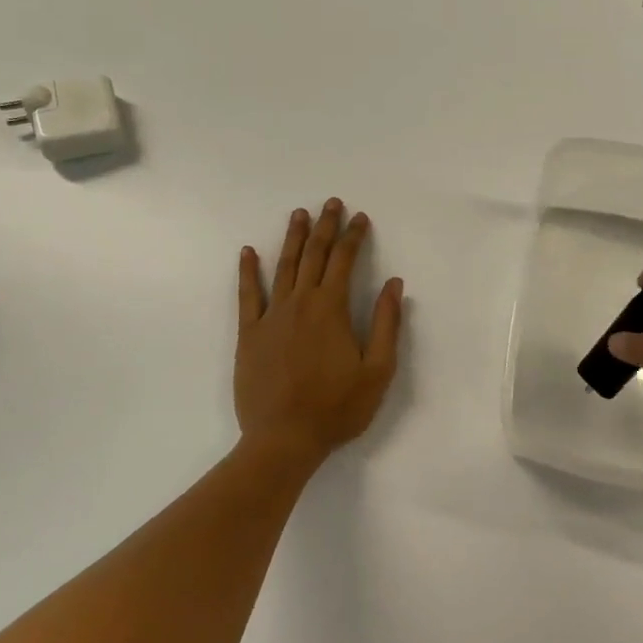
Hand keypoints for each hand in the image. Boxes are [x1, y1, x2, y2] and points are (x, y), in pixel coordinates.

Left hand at [235, 199, 404, 468]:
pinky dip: (248, 271)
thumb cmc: (337, 408)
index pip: (344, 261)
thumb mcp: (378, 371)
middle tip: (330, 203)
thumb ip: (386, 324)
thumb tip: (394, 284)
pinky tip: (248, 252)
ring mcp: (271, 316)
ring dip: (292, 238)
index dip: (353, 236)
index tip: (360, 218)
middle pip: (313, 255)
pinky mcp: (249, 334)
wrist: (283, 439)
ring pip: (283, 267)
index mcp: (331, 309)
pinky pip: (248, 295)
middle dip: (324, 227)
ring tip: (298, 214)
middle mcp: (300, 303)